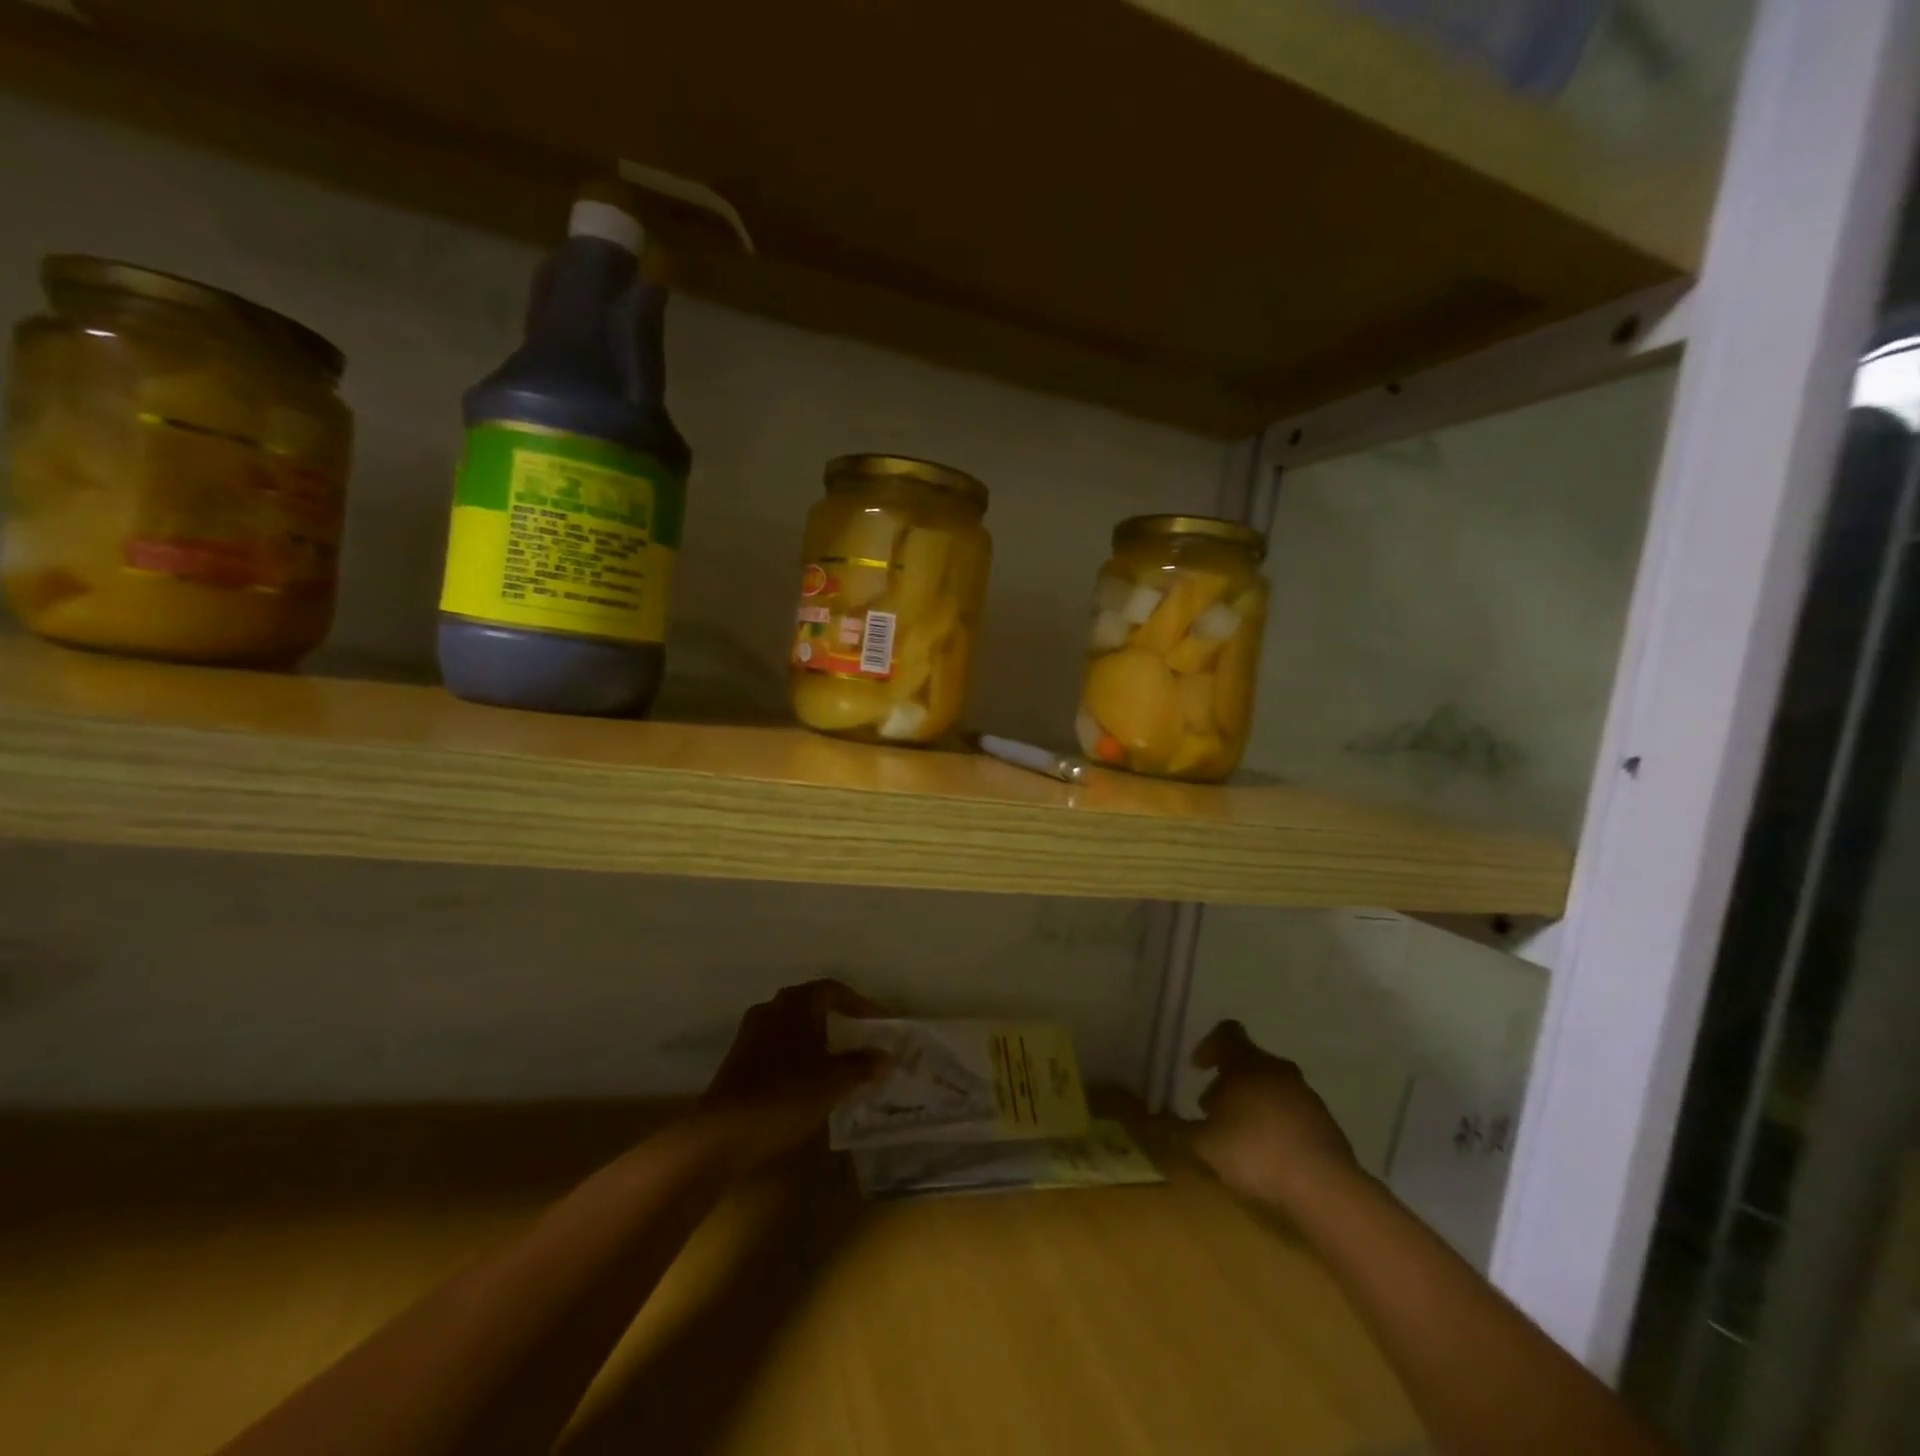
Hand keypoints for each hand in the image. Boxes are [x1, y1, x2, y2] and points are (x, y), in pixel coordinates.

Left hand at [692, 979, 888, 1170]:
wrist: (723, 1132)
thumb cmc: (786, 1094)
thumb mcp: (834, 1082)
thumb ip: (862, 1065)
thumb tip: (886, 1057)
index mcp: (796, 1003)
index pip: (833, 990)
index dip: (859, 1004)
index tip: (878, 1023)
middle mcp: (771, 1009)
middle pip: (810, 1005)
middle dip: (836, 1020)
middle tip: (858, 1039)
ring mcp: (750, 1034)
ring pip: (791, 1027)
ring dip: (814, 1040)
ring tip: (836, 1062)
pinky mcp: (738, 1061)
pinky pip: (776, 1048)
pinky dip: (796, 1057)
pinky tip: (807, 1081)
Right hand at [1186, 1020, 1359, 1210]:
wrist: (1324, 1187)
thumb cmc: (1254, 1152)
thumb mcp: (1205, 1145)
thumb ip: (1180, 1130)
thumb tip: (1161, 1122)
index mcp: (1247, 1064)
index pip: (1227, 1033)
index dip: (1209, 1045)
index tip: (1198, 1068)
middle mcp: (1277, 1070)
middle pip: (1249, 1063)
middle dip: (1229, 1083)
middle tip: (1213, 1111)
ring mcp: (1306, 1096)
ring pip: (1272, 1087)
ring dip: (1253, 1104)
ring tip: (1239, 1137)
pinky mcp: (1326, 1124)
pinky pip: (1292, 1113)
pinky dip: (1277, 1124)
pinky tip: (1269, 1154)